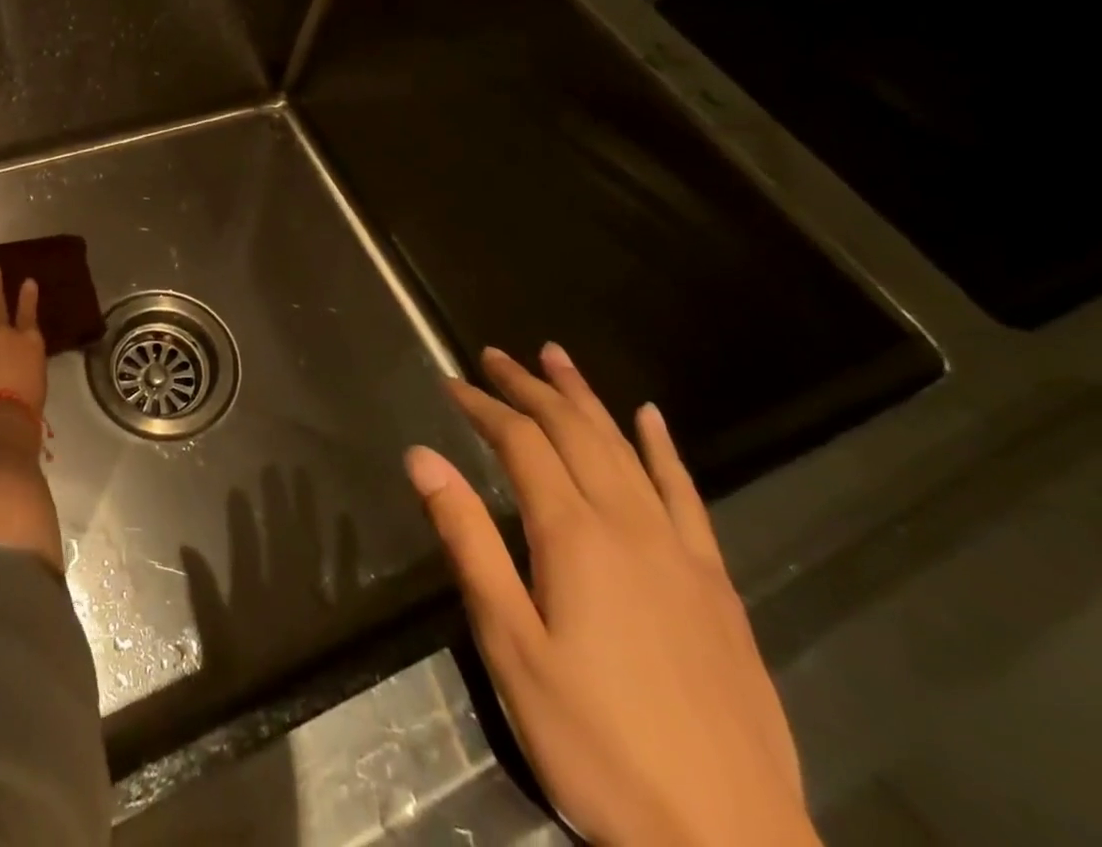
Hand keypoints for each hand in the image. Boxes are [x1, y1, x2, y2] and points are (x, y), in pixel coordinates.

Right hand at [405, 344, 816, 846]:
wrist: (729, 845)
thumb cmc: (595, 743)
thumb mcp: (509, 643)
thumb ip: (468, 541)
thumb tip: (423, 457)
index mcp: (573, 535)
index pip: (519, 442)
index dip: (482, 405)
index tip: (451, 382)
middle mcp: (627, 524)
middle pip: (573, 430)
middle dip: (529, 386)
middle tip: (495, 354)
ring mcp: (679, 551)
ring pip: (625, 448)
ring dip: (586, 398)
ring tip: (557, 357)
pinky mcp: (716, 584)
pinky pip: (686, 493)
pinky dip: (663, 448)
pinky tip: (652, 419)